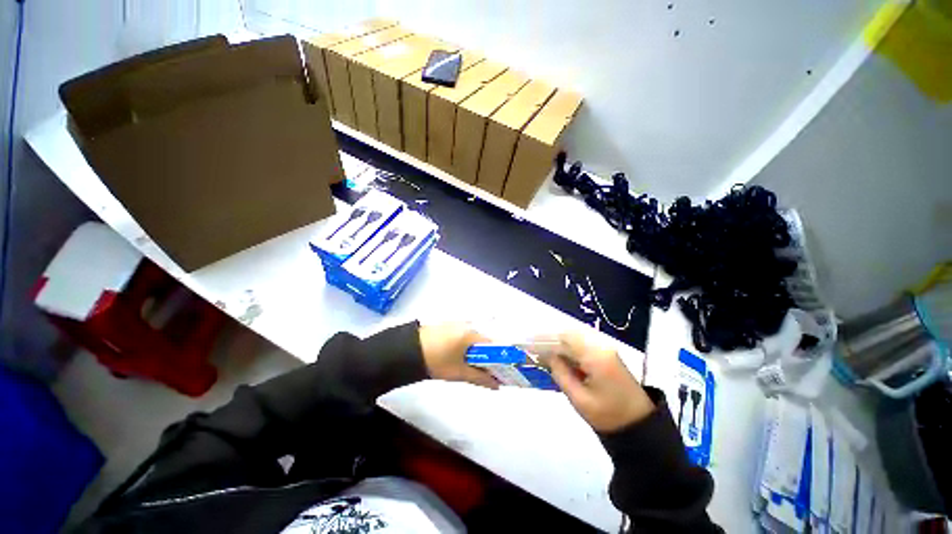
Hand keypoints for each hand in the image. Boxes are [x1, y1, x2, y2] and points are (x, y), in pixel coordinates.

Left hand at [419, 323, 498, 388]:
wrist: (408, 351)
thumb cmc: (437, 361)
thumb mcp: (459, 372)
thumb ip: (480, 378)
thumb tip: (497, 385)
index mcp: (472, 334)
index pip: (494, 344)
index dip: (500, 358)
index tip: (501, 370)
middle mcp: (468, 324)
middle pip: (485, 340)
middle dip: (488, 356)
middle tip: (486, 371)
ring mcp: (458, 323)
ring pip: (475, 338)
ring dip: (478, 351)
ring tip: (474, 366)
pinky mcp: (449, 325)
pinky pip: (465, 335)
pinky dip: (468, 346)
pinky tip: (462, 356)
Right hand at [539, 332, 653, 432]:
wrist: (639, 425)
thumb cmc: (608, 416)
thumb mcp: (579, 399)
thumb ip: (561, 373)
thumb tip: (547, 355)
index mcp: (596, 356)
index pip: (565, 338)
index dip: (545, 338)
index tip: (528, 342)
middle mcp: (601, 346)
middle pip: (569, 334)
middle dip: (550, 338)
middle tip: (533, 346)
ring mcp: (605, 348)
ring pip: (575, 337)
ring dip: (558, 341)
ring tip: (542, 350)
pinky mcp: (606, 354)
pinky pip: (582, 344)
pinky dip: (568, 347)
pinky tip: (558, 355)